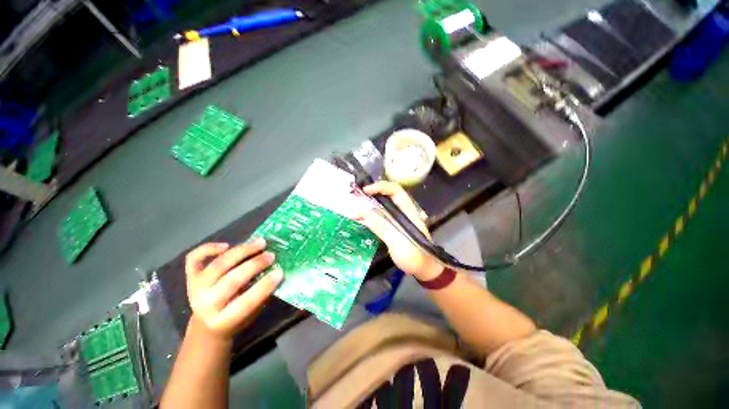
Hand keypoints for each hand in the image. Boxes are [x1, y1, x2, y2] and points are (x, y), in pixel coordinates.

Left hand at [184, 239, 282, 339]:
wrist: (206, 326)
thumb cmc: (237, 319)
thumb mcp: (252, 314)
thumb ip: (262, 295)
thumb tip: (276, 271)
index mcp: (223, 320)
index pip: (245, 302)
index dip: (264, 286)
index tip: (280, 272)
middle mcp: (206, 305)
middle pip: (231, 280)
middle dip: (254, 265)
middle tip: (271, 255)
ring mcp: (195, 289)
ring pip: (217, 265)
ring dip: (242, 252)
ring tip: (260, 242)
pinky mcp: (190, 277)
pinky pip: (194, 258)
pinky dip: (208, 248)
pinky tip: (226, 245)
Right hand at [360, 181, 443, 280]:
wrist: (424, 270)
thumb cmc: (415, 255)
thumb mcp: (398, 242)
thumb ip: (382, 227)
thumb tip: (364, 212)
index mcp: (407, 210)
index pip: (395, 190)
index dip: (380, 187)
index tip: (365, 191)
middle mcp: (401, 212)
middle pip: (385, 197)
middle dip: (370, 196)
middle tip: (354, 197)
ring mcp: (396, 221)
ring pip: (380, 209)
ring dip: (367, 208)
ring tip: (352, 212)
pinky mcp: (392, 229)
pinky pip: (378, 219)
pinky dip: (368, 219)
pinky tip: (358, 221)